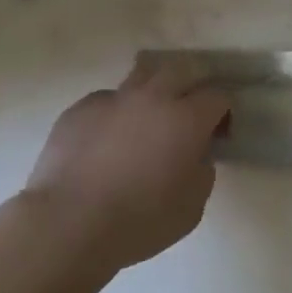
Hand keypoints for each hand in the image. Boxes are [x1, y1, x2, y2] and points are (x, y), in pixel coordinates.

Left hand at [23, 56, 230, 271]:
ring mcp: (113, 99)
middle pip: (182, 69)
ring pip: (142, 74)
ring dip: (153, 88)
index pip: (217, 96)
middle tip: (188, 111)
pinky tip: (107, 141)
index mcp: (186, 119)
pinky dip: (116, 113)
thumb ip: (202, 173)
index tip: (219, 133)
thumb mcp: (191, 208)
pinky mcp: (80, 108)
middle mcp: (152, 97)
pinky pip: (107, 100)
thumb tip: (195, 155)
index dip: (223, 112)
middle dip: (192, 84)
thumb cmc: (139, 221)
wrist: (68, 223)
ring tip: (148, 116)